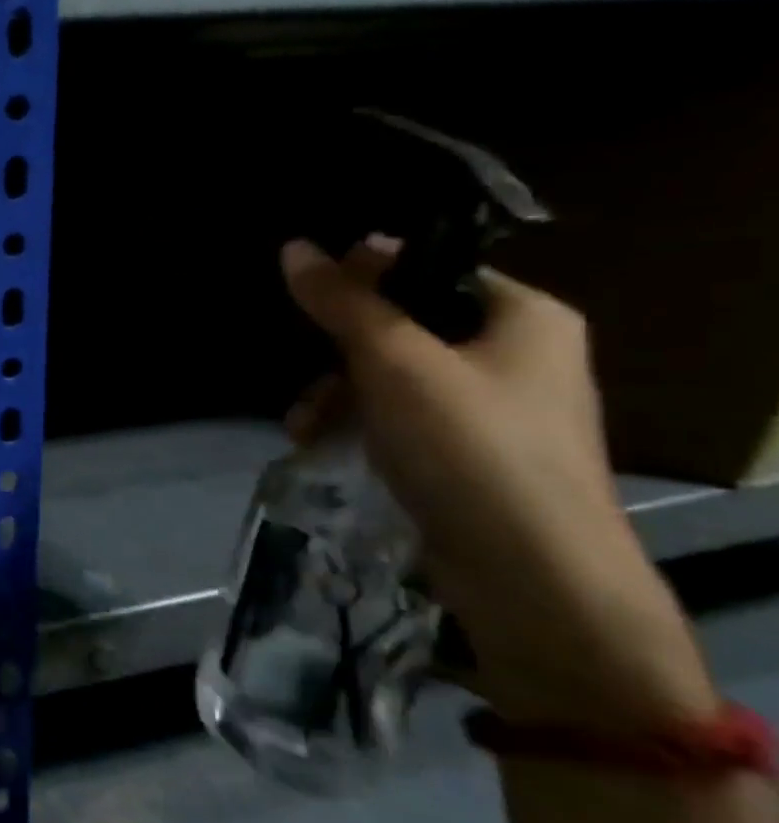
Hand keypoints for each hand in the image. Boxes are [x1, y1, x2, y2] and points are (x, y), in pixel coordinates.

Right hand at [281, 238, 717, 732]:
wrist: (530, 575)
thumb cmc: (469, 448)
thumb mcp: (395, 363)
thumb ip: (345, 303)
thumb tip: (293, 247)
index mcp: (525, 316)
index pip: (433, 269)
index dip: (368, 276)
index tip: (311, 296)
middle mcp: (518, 355)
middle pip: (406, 325)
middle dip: (340, 351)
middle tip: (304, 373)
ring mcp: (494, 410)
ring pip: (394, 376)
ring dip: (338, 394)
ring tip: (300, 426)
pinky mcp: (468, 456)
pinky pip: (400, 419)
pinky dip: (358, 425)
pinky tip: (318, 445)